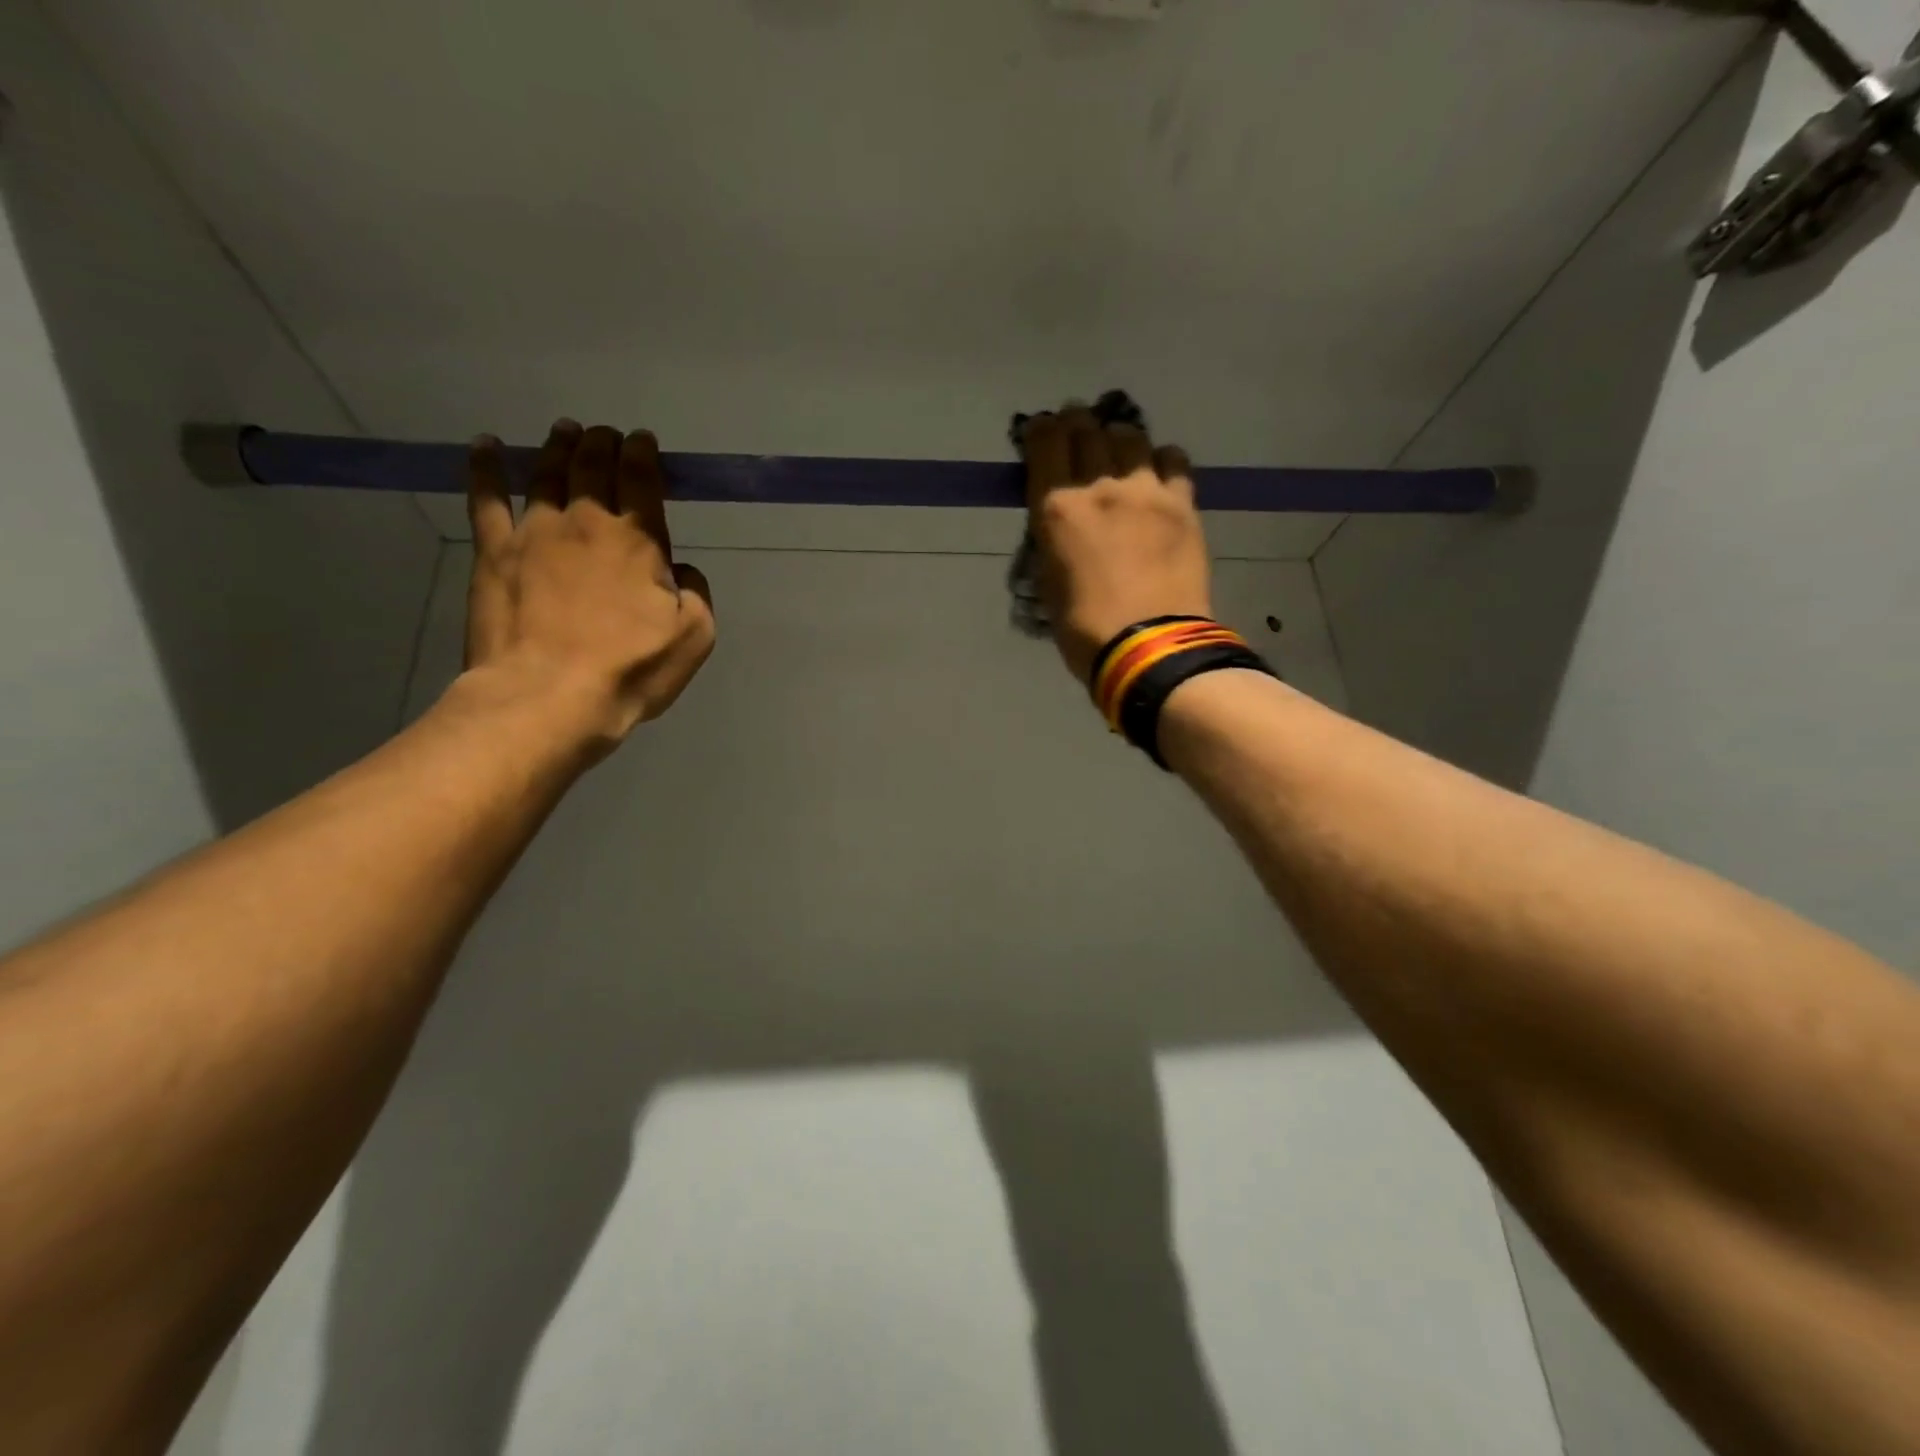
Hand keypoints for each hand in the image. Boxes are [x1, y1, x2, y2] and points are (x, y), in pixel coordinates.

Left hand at [463, 420, 715, 753]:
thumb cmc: (629, 669)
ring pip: (547, 474)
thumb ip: (696, 593)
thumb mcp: (694, 637)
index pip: (641, 478)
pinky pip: (486, 499)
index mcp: (638, 539)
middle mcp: (586, 521)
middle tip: (606, 433)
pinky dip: (486, 468)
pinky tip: (486, 447)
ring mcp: (534, 532)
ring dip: (559, 447)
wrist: (549, 696)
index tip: (644, 441)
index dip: (644, 454)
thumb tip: (678, 570)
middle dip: (603, 443)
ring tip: (565, 431)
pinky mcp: (494, 553)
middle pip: (593, 466)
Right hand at [1023, 406, 1212, 681]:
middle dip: (1078, 424)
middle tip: (1078, 430)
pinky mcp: (1182, 504)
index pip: (1045, 443)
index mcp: (1057, 509)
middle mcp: (1099, 487)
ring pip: (1131, 437)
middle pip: (1088, 430)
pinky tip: (1157, 475)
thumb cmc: (1085, 629)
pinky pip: (1173, 460)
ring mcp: (1146, 491)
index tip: (1042, 430)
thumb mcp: (1049, 582)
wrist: (1149, 646)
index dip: (1041, 430)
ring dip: (1119, 439)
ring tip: (1119, 451)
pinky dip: (1160, 460)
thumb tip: (1062, 521)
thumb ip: (1053, 540)